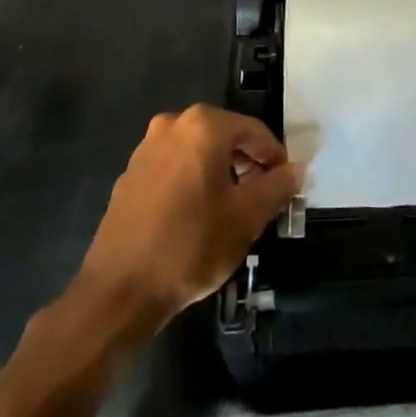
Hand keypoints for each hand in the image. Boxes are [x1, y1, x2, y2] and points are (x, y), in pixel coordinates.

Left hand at [69, 106, 299, 337]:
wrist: (118, 291)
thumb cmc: (190, 245)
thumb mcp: (247, 217)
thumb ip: (277, 186)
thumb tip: (297, 170)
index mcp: (204, 126)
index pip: (255, 132)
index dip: (276, 158)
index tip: (285, 186)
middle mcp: (173, 125)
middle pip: (225, 137)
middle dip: (248, 164)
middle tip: (262, 198)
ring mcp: (147, 148)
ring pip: (199, 152)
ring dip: (221, 173)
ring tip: (232, 210)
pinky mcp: (129, 175)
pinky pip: (174, 167)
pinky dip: (193, 181)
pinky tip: (198, 216)